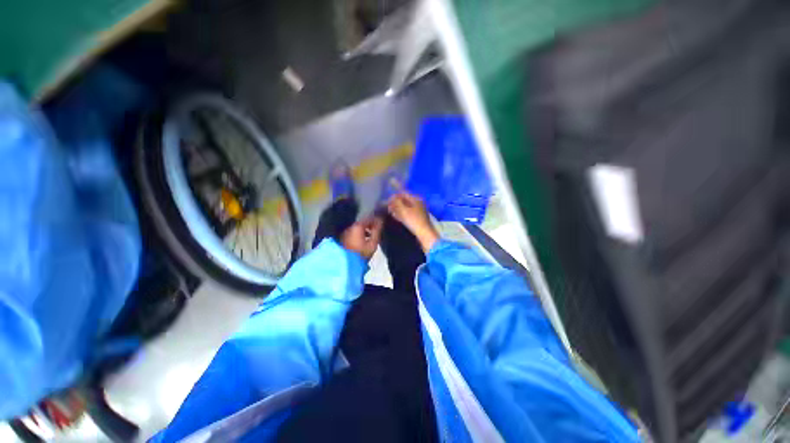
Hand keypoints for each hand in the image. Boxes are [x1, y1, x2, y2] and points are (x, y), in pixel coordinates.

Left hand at [340, 216, 382, 259]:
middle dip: (370, 224)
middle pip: (362, 222)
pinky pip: (354, 232)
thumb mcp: (373, 243)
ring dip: (365, 229)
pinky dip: (360, 233)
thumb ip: (377, 230)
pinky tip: (364, 238)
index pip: (369, 218)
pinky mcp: (343, 238)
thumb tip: (380, 220)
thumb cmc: (361, 253)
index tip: (382, 221)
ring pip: (358, 227)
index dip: (376, 219)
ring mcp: (346, 232)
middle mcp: (350, 227)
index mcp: (358, 226)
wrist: (346, 264)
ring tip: (372, 235)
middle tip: (378, 228)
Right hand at [387, 192, 438, 252]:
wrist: (424, 234)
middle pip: (405, 200)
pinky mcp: (418, 218)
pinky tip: (397, 217)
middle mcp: (418, 202)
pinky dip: (402, 214)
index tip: (387, 201)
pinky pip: (408, 213)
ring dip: (398, 209)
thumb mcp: (403, 210)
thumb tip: (391, 197)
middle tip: (388, 207)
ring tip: (391, 212)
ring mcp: (419, 210)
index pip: (403, 193)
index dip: (394, 196)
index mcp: (416, 198)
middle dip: (396, 203)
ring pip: (406, 207)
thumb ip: (396, 202)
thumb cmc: (413, 220)